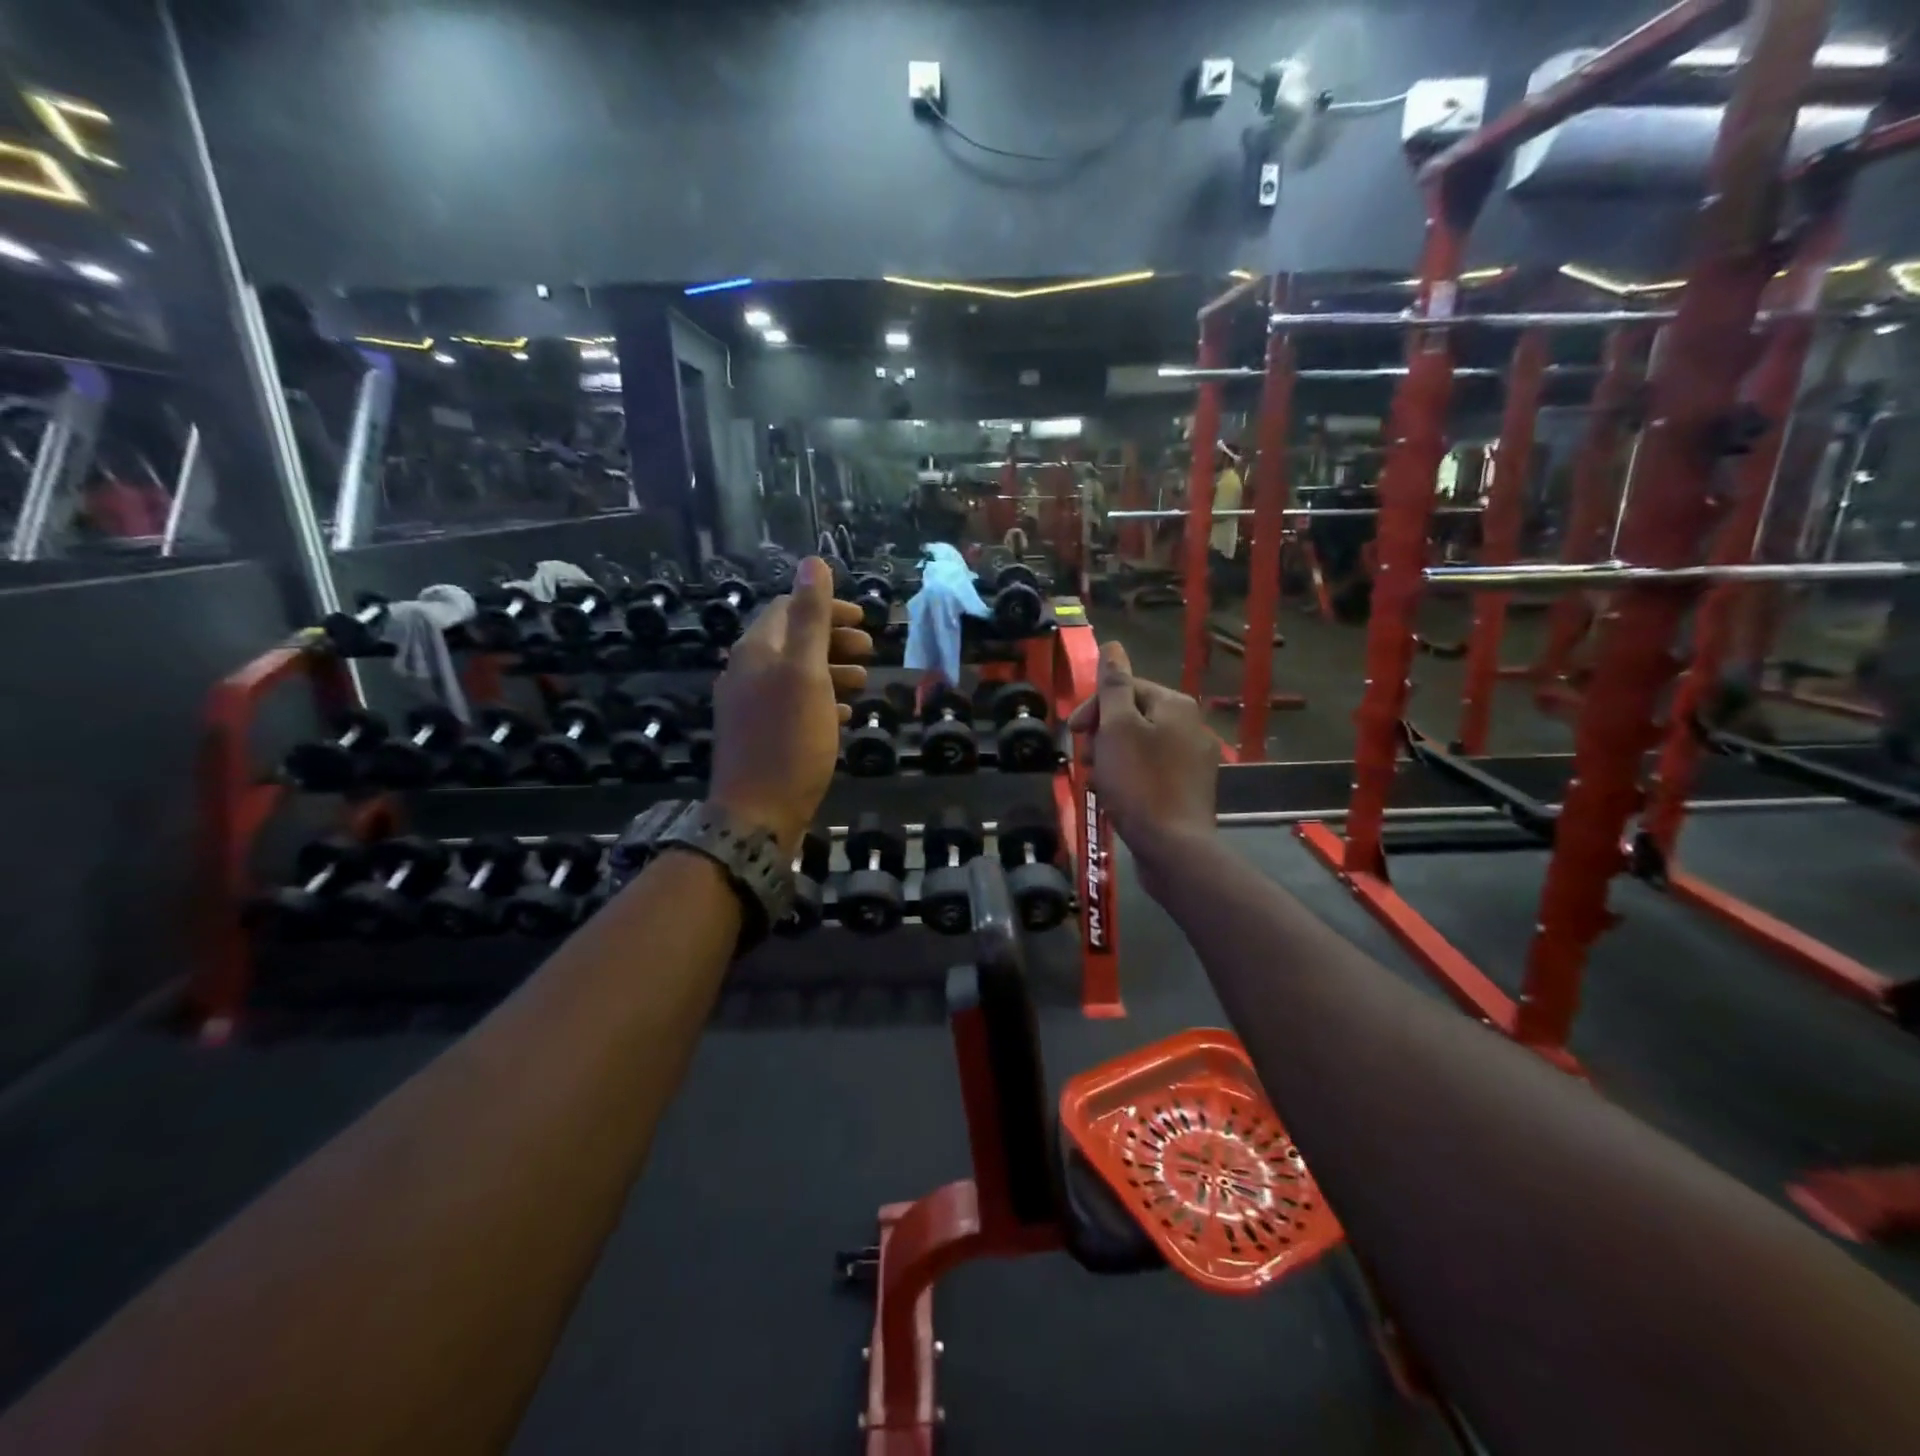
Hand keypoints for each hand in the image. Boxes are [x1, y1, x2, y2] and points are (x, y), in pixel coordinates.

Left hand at [709, 558, 870, 853]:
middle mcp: (746, 673)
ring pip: (795, 675)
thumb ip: (810, 618)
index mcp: (755, 651)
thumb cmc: (788, 739)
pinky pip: (792, 706)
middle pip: (792, 641)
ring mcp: (750, 707)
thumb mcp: (806, 672)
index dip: (826, 608)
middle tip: (870, 650)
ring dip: (830, 671)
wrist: (757, 814)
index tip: (864, 620)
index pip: (787, 609)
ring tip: (863, 682)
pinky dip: (820, 701)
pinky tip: (842, 713)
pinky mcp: (760, 736)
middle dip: (832, 640)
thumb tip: (811, 563)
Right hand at [1067, 641, 1217, 885]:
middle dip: (1102, 735)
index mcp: (1176, 705)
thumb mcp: (1118, 728)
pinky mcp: (1189, 790)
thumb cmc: (1139, 783)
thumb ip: (1114, 686)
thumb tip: (1113, 646)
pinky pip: (1151, 771)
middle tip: (1086, 761)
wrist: (1173, 847)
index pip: (1126, 688)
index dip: (1094, 707)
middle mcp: (1191, 726)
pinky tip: (1115, 797)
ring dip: (1112, 758)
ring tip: (1097, 782)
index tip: (1073, 732)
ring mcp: (1194, 761)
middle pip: (1133, 716)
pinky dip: (1129, 778)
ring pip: (1139, 746)